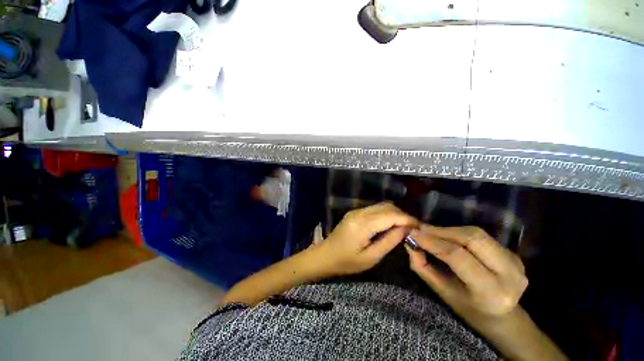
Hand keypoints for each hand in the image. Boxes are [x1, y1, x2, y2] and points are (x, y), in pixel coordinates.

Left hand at [317, 202, 417, 275]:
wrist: (326, 255)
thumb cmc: (347, 262)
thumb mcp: (371, 258)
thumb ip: (389, 241)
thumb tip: (405, 229)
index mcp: (362, 225)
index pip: (390, 215)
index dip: (407, 219)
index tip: (420, 227)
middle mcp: (359, 213)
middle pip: (386, 207)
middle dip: (403, 215)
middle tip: (413, 228)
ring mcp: (356, 211)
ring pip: (381, 205)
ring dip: (395, 214)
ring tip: (405, 227)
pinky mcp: (355, 212)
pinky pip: (375, 209)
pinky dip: (386, 214)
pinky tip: (391, 224)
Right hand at [405, 225, 527, 319]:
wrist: (503, 316)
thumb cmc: (467, 308)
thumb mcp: (442, 291)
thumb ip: (422, 266)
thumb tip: (409, 243)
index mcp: (491, 292)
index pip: (458, 257)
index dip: (432, 242)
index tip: (413, 234)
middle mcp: (509, 274)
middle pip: (471, 238)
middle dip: (441, 231)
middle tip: (420, 230)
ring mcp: (515, 261)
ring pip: (475, 233)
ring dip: (448, 230)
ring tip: (430, 231)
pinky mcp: (512, 252)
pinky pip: (480, 235)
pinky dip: (458, 232)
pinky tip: (445, 236)